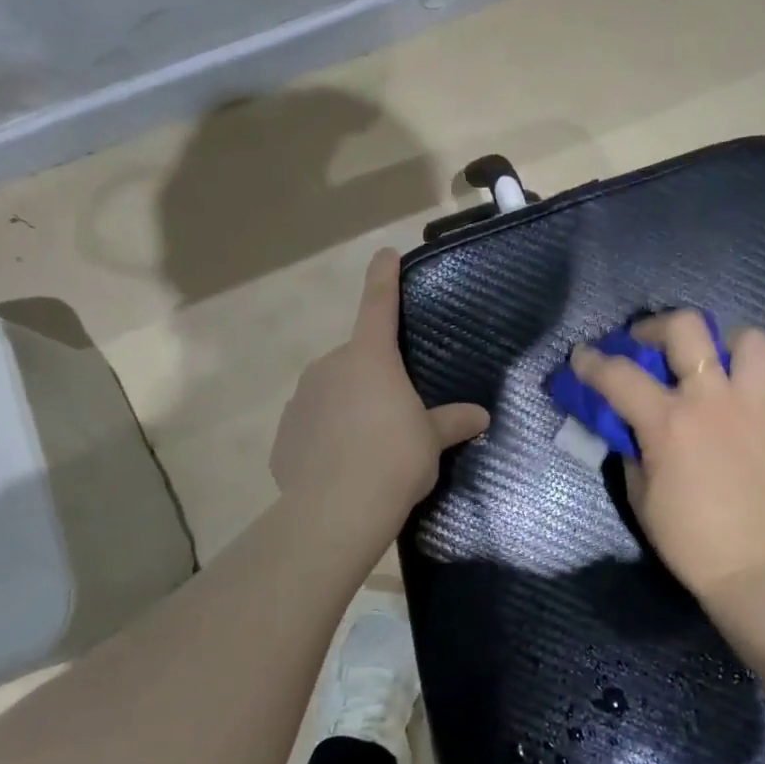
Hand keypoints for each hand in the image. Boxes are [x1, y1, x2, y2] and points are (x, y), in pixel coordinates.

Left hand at [270, 249, 489, 528]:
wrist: (337, 509)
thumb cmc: (395, 459)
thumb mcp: (431, 441)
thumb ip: (452, 422)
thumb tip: (480, 416)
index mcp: (370, 358)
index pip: (379, 304)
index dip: (384, 277)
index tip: (385, 254)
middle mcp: (330, 367)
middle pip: (357, 362)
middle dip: (373, 381)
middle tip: (395, 418)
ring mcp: (300, 400)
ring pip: (331, 394)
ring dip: (348, 410)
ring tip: (369, 451)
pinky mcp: (284, 434)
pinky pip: (312, 427)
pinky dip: (327, 439)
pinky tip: (341, 469)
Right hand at [572, 310, 764, 609]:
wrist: (758, 566)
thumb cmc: (689, 540)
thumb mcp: (641, 495)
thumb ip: (631, 449)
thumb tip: (629, 426)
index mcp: (668, 423)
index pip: (618, 375)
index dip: (591, 361)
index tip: (580, 356)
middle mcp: (710, 400)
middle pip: (685, 328)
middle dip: (654, 326)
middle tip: (643, 344)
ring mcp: (751, 404)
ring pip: (744, 338)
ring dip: (717, 342)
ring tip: (703, 363)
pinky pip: (761, 376)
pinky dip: (738, 376)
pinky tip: (725, 404)